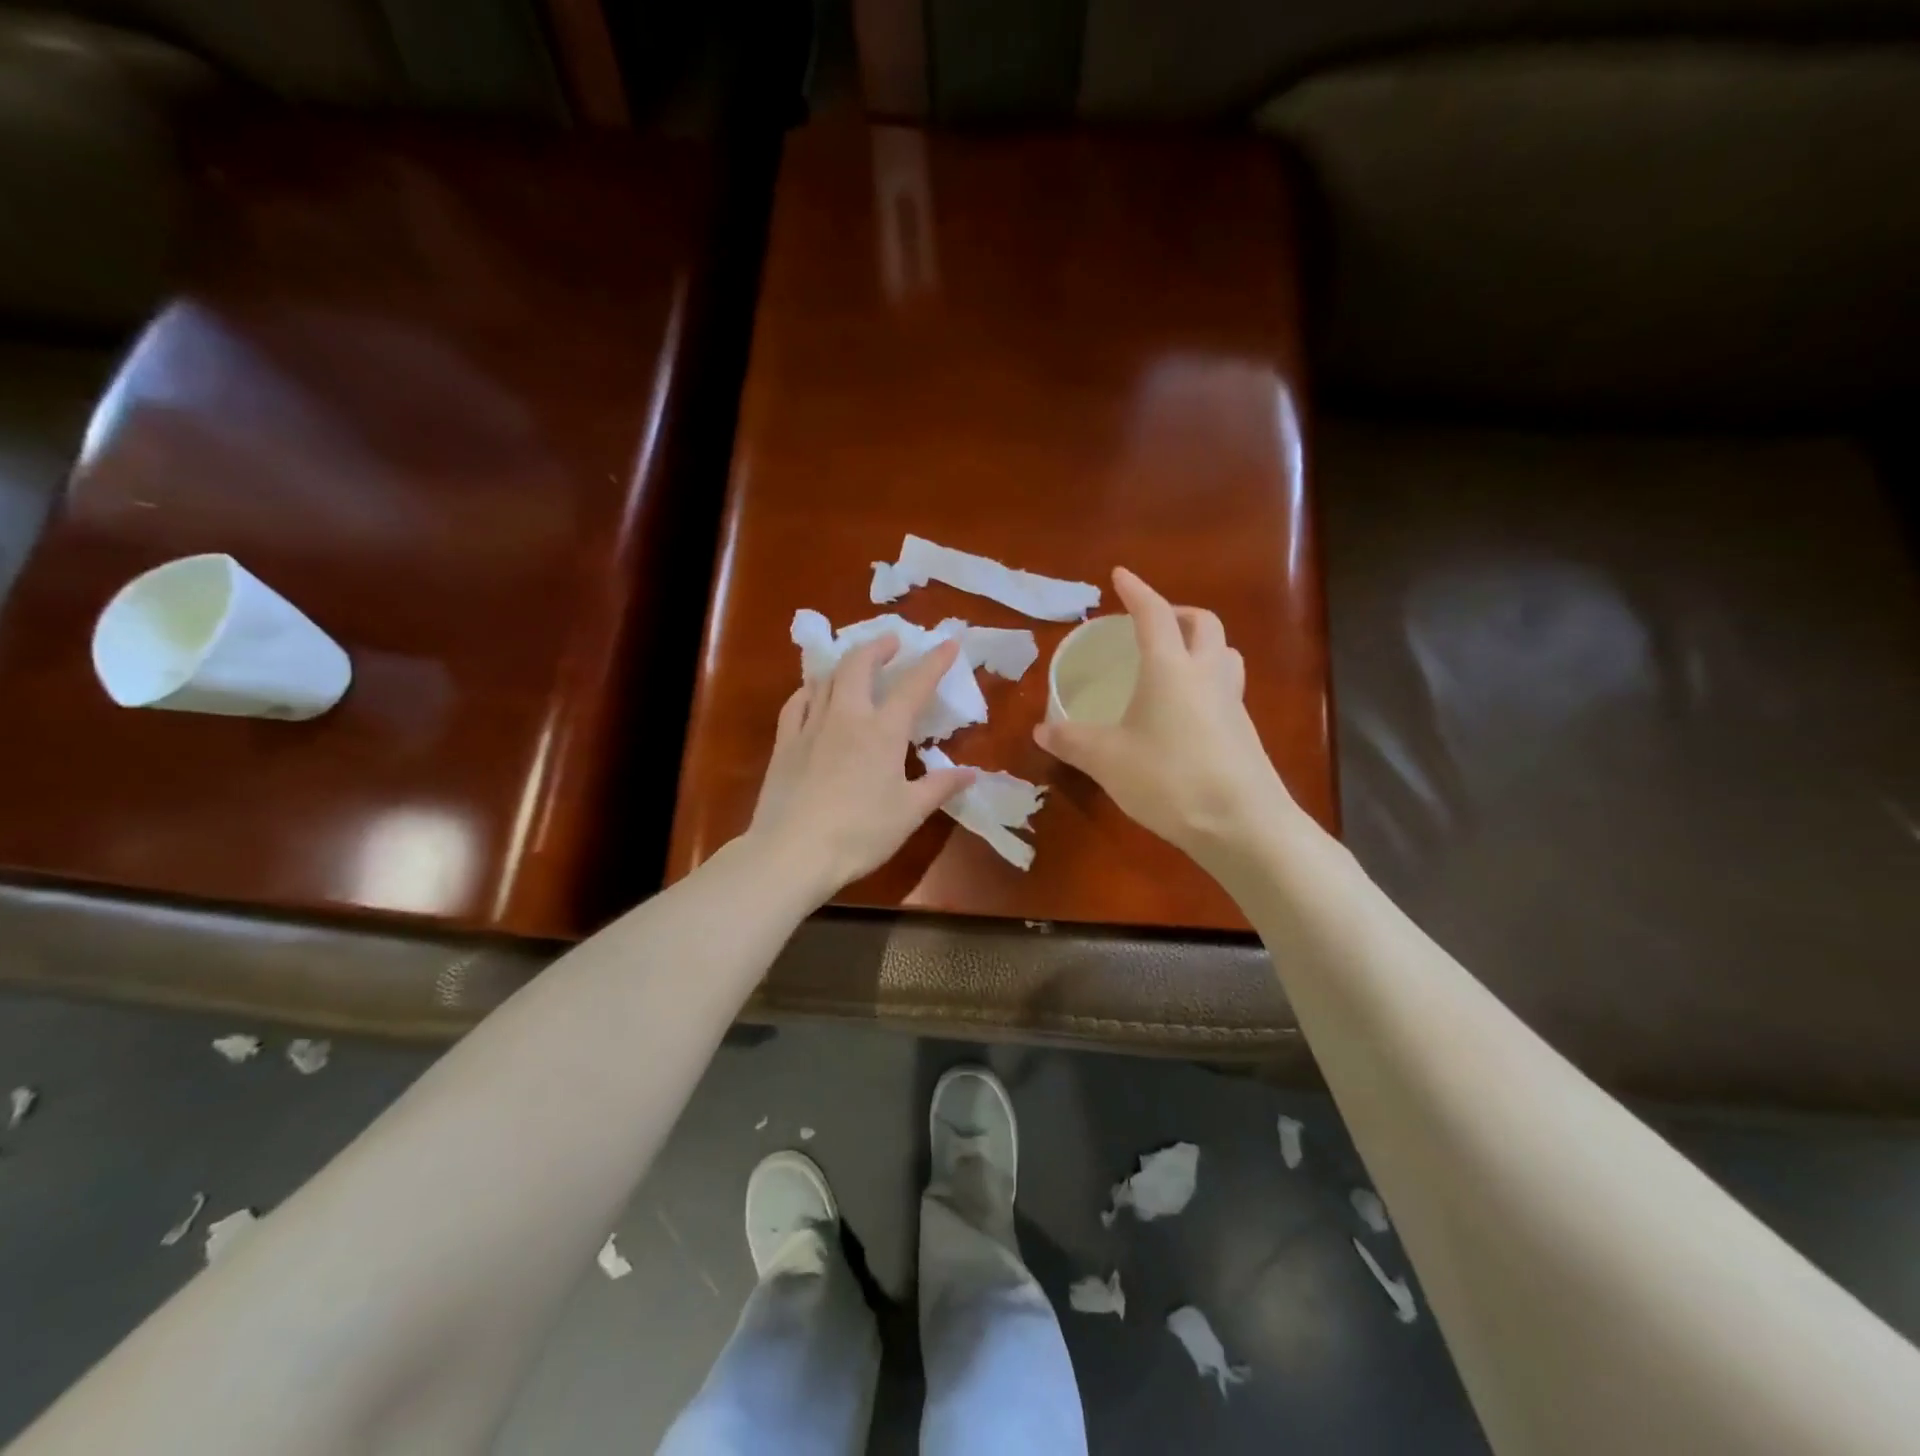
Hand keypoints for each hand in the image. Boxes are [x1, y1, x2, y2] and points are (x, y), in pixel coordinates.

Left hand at [748, 636, 975, 902]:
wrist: (792, 852)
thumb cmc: (860, 833)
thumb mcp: (910, 813)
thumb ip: (940, 786)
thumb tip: (971, 773)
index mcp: (882, 731)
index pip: (914, 686)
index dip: (933, 662)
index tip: (948, 642)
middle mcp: (846, 717)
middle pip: (859, 665)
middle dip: (878, 647)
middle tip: (892, 642)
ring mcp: (811, 726)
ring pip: (825, 678)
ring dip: (844, 664)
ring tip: (855, 666)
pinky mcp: (784, 743)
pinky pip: (796, 703)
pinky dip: (810, 690)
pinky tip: (813, 694)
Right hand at [1033, 567, 1295, 862]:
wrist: (1242, 824)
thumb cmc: (1168, 779)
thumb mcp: (1106, 760)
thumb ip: (1071, 741)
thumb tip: (1041, 730)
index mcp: (1170, 668)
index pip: (1153, 614)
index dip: (1136, 591)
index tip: (1120, 575)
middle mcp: (1206, 674)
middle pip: (1203, 624)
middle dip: (1177, 613)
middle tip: (1152, 623)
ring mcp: (1232, 702)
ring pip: (1224, 653)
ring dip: (1202, 644)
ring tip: (1175, 661)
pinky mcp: (1244, 732)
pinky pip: (1227, 688)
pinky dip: (1207, 681)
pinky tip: (1186, 711)